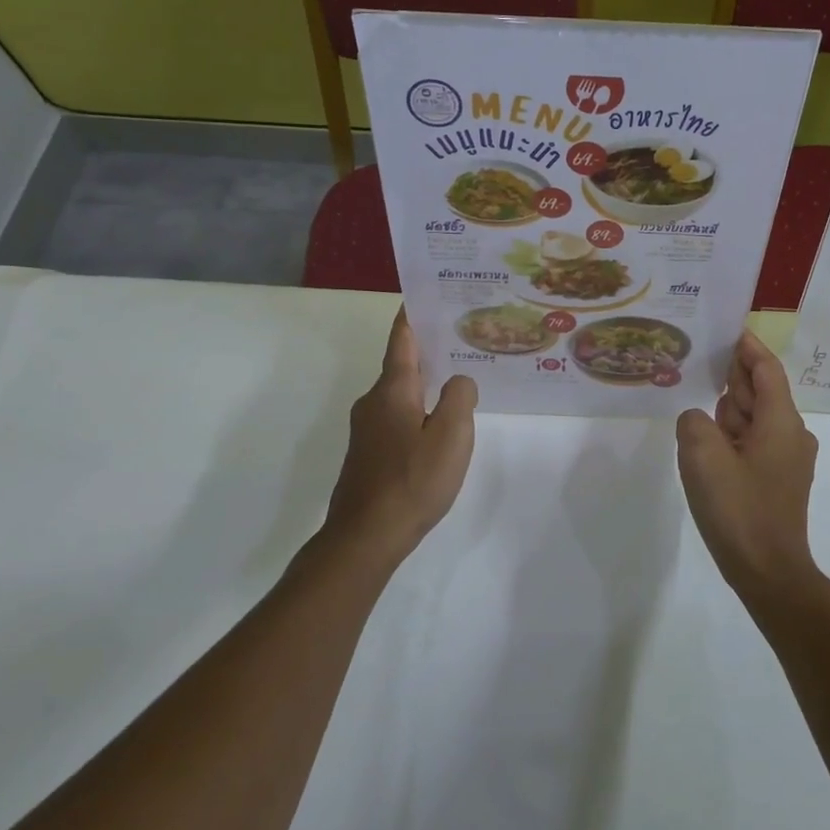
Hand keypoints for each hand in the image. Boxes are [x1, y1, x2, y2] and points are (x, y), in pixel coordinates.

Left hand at [324, 309, 477, 568]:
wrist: (366, 537)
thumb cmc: (412, 480)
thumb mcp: (451, 435)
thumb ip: (460, 398)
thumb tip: (459, 381)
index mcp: (392, 389)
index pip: (402, 339)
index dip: (412, 314)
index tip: (425, 293)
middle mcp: (374, 401)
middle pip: (402, 364)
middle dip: (429, 348)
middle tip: (463, 336)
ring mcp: (368, 429)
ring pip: (401, 393)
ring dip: (426, 382)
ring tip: (458, 377)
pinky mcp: (369, 453)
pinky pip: (398, 416)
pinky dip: (418, 408)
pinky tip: (439, 424)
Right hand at [675, 331, 818, 595]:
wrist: (768, 573)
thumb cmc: (739, 509)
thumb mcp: (703, 457)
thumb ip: (695, 422)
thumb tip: (700, 420)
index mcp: (781, 422)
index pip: (766, 370)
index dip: (748, 347)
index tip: (729, 328)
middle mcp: (791, 434)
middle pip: (761, 392)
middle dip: (733, 378)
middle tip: (699, 361)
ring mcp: (786, 460)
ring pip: (754, 419)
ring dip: (729, 411)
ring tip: (696, 402)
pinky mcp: (777, 481)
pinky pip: (752, 443)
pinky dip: (732, 435)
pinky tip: (706, 443)